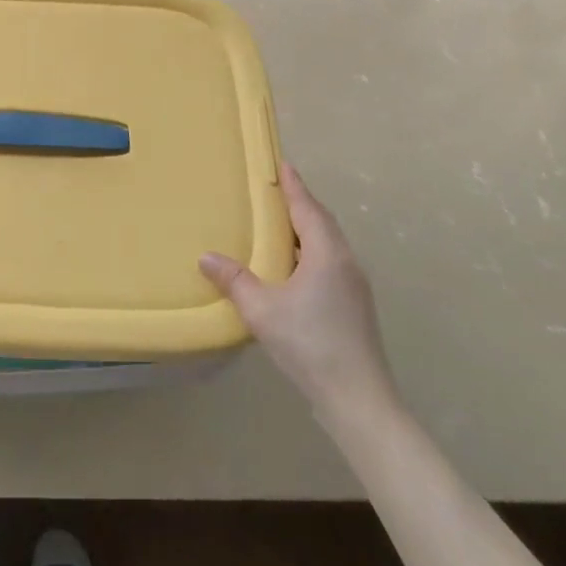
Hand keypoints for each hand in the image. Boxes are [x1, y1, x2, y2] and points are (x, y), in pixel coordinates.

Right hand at [200, 163, 397, 423]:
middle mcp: (345, 262)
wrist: (359, 401)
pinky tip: (293, 266)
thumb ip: (234, 281)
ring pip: (329, 244)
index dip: (293, 185)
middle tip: (276, 190)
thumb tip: (206, 257)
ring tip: (280, 224)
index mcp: (326, 254)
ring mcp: (354, 286)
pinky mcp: (355, 307)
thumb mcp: (262, 310)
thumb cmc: (310, 345)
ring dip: (307, 228)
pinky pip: (330, 262)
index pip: (307, 208)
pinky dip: (311, 250)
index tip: (282, 163)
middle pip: (322, 222)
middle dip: (300, 203)